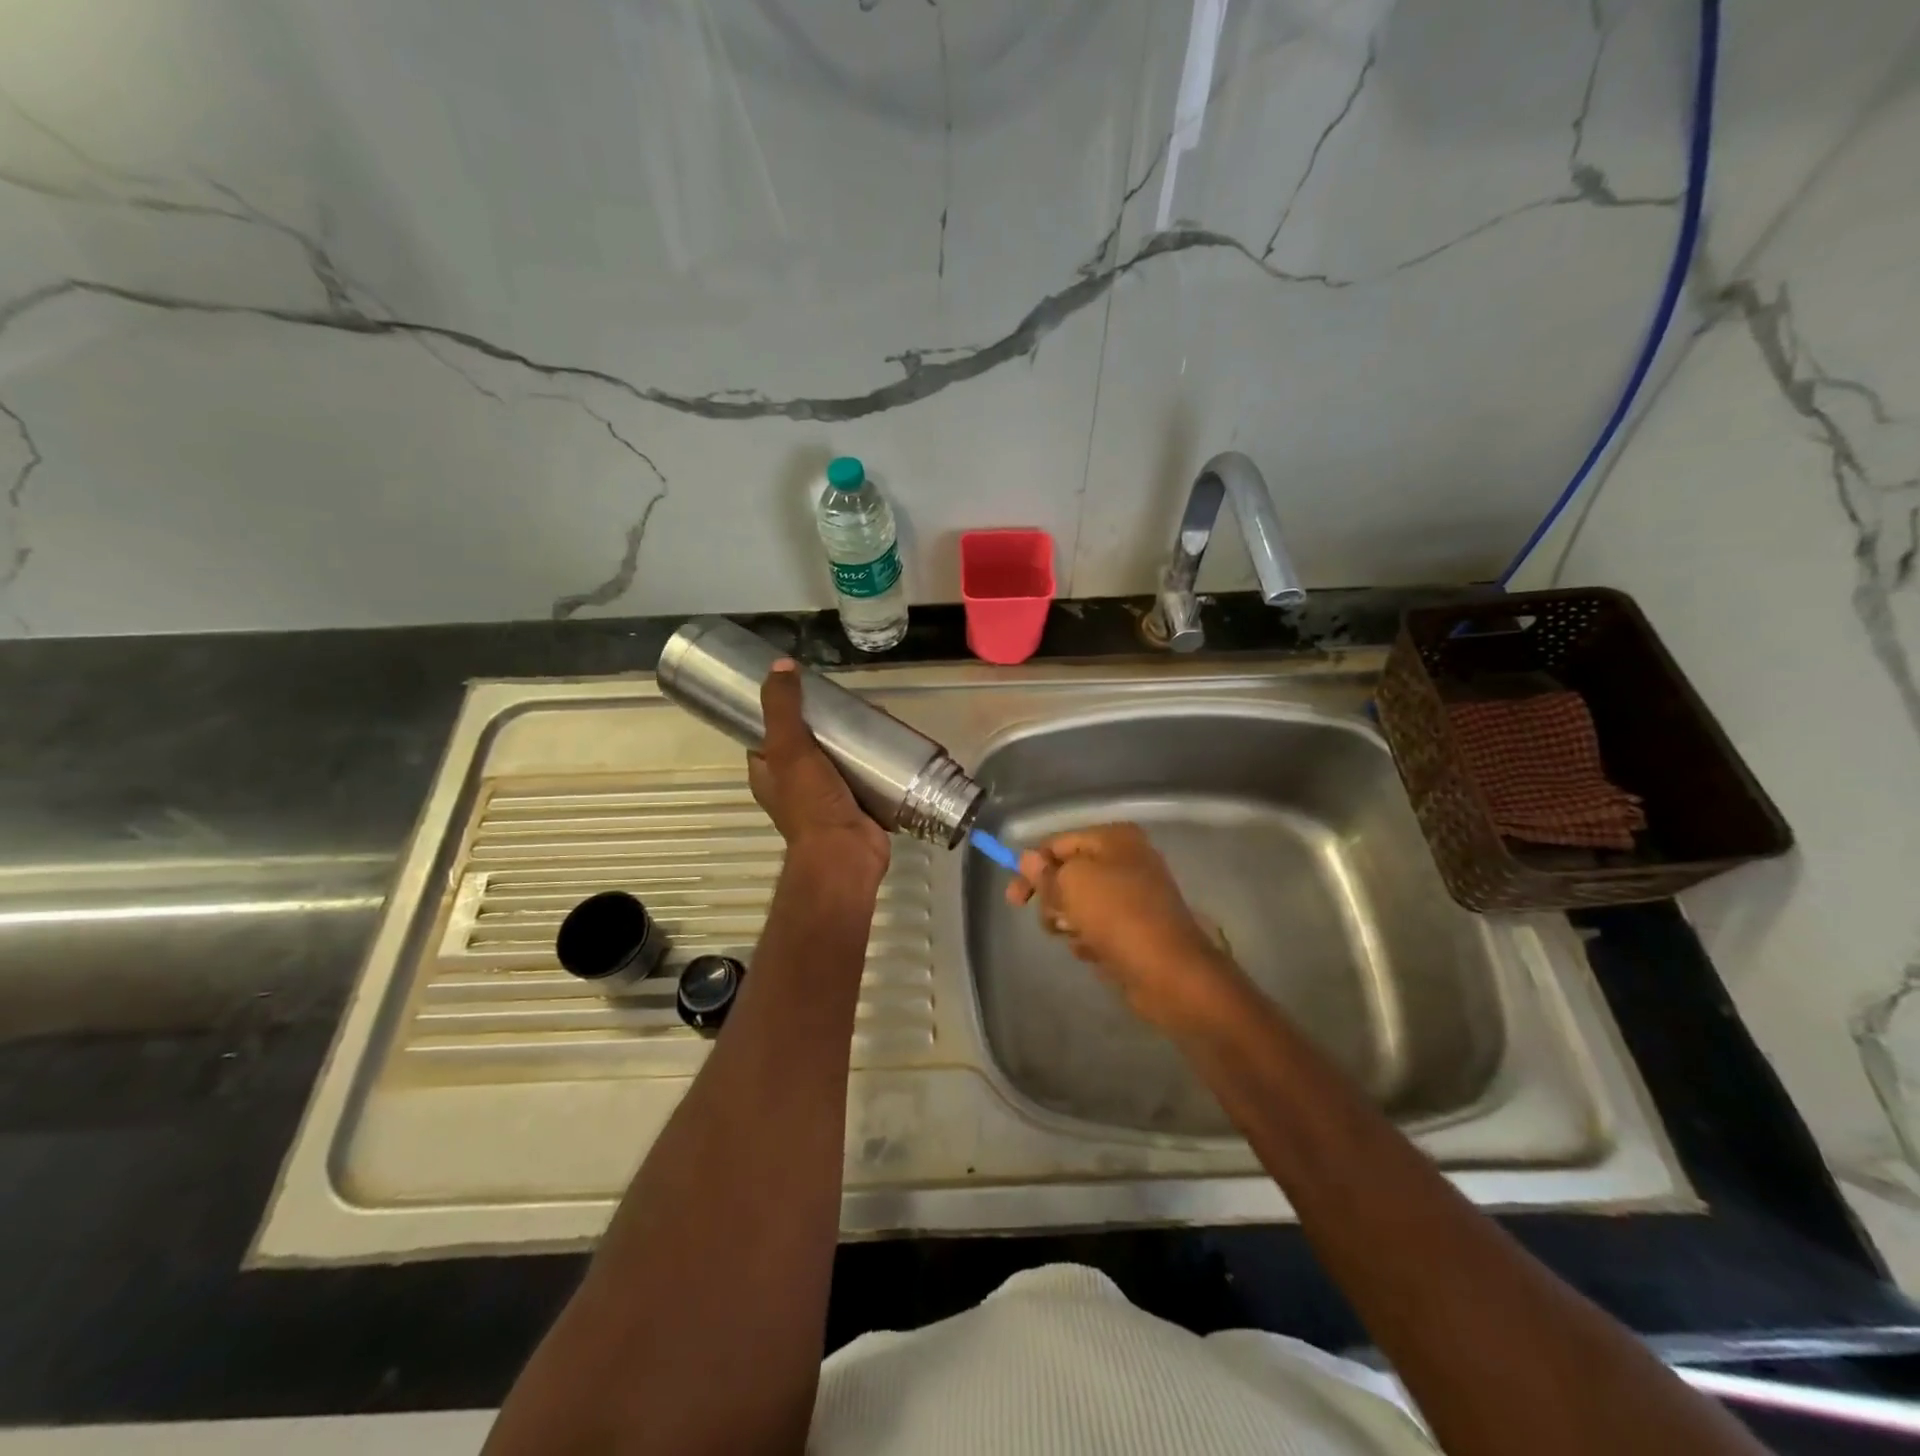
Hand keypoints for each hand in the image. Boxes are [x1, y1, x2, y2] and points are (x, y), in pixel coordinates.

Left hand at [748, 660, 889, 879]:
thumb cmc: (811, 804)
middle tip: (852, 702)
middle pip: (810, 744)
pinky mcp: (857, 806)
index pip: (770, 734)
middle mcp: (795, 786)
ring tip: (877, 716)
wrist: (845, 855)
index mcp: (769, 774)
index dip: (784, 710)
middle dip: (830, 724)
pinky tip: (892, 743)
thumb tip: (781, 665)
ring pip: (840, 760)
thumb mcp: (788, 749)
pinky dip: (876, 762)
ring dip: (856, 741)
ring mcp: (827, 798)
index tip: (808, 689)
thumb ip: (782, 708)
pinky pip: (865, 777)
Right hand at [1007, 823, 1240, 1033]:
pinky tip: (1096, 952)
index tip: (1013, 900)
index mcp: (1115, 838)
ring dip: (1070, 923)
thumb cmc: (1117, 916)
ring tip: (1081, 938)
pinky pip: (1098, 928)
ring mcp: (1134, 895)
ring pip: (1080, 905)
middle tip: (1054, 921)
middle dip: (1054, 900)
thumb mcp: (1071, 884)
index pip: (1057, 844)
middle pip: (1068, 875)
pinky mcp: (1136, 928)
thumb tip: (1028, 859)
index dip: (1031, 869)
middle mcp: (1127, 860)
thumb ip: (1045, 872)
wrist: (1168, 972)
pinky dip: (1090, 940)